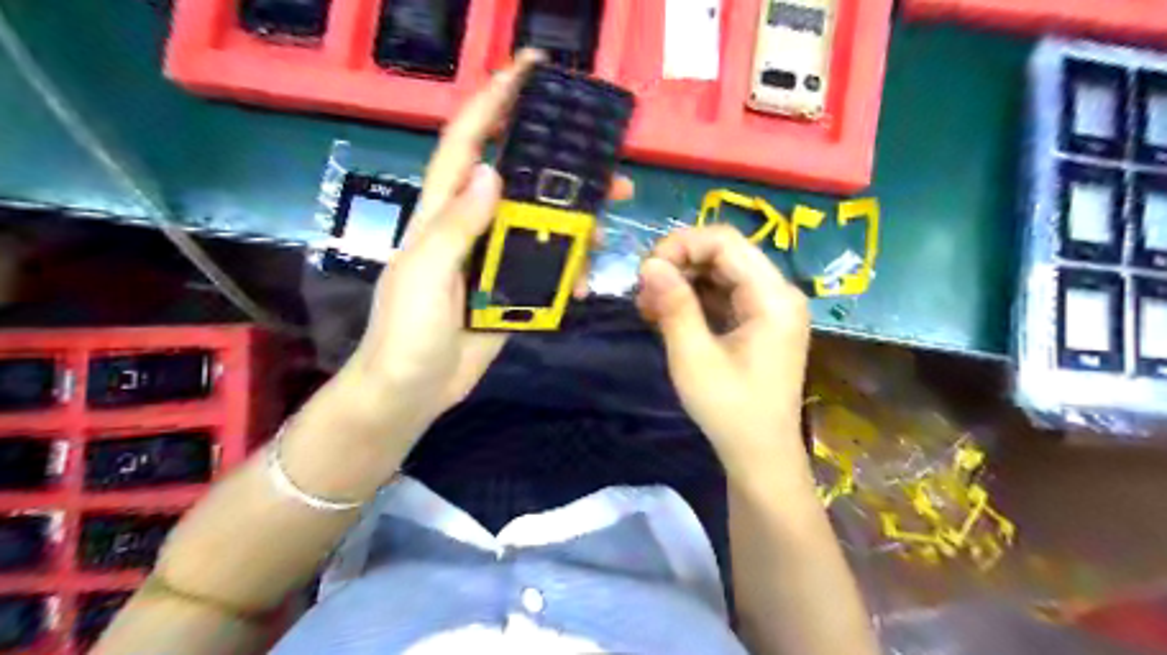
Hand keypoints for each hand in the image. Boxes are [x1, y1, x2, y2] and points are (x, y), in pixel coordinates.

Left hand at [343, 50, 636, 430]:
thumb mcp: (424, 276)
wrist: (410, 394)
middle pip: (522, 183)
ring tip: (610, 226)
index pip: (468, 143)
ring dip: (577, 223)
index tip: (532, 71)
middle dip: (563, 168)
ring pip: (542, 227)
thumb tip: (493, 173)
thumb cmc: (405, 333)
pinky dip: (570, 271)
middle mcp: (472, 228)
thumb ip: (455, 226)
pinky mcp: (510, 292)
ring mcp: (493, 261)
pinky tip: (587, 281)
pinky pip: (547, 270)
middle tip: (610, 167)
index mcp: (443, 213)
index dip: (495, 101)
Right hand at [637, 224, 812, 481]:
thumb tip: (649, 264)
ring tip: (648, 306)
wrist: (760, 456)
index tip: (647, 270)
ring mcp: (770, 308)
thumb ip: (674, 306)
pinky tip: (666, 315)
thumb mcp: (694, 357)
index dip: (682, 244)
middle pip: (724, 254)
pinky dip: (694, 300)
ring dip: (682, 282)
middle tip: (643, 291)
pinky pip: (724, 295)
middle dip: (679, 264)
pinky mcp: (759, 322)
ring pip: (720, 273)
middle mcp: (778, 293)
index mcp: (773, 297)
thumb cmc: (730, 411)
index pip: (726, 242)